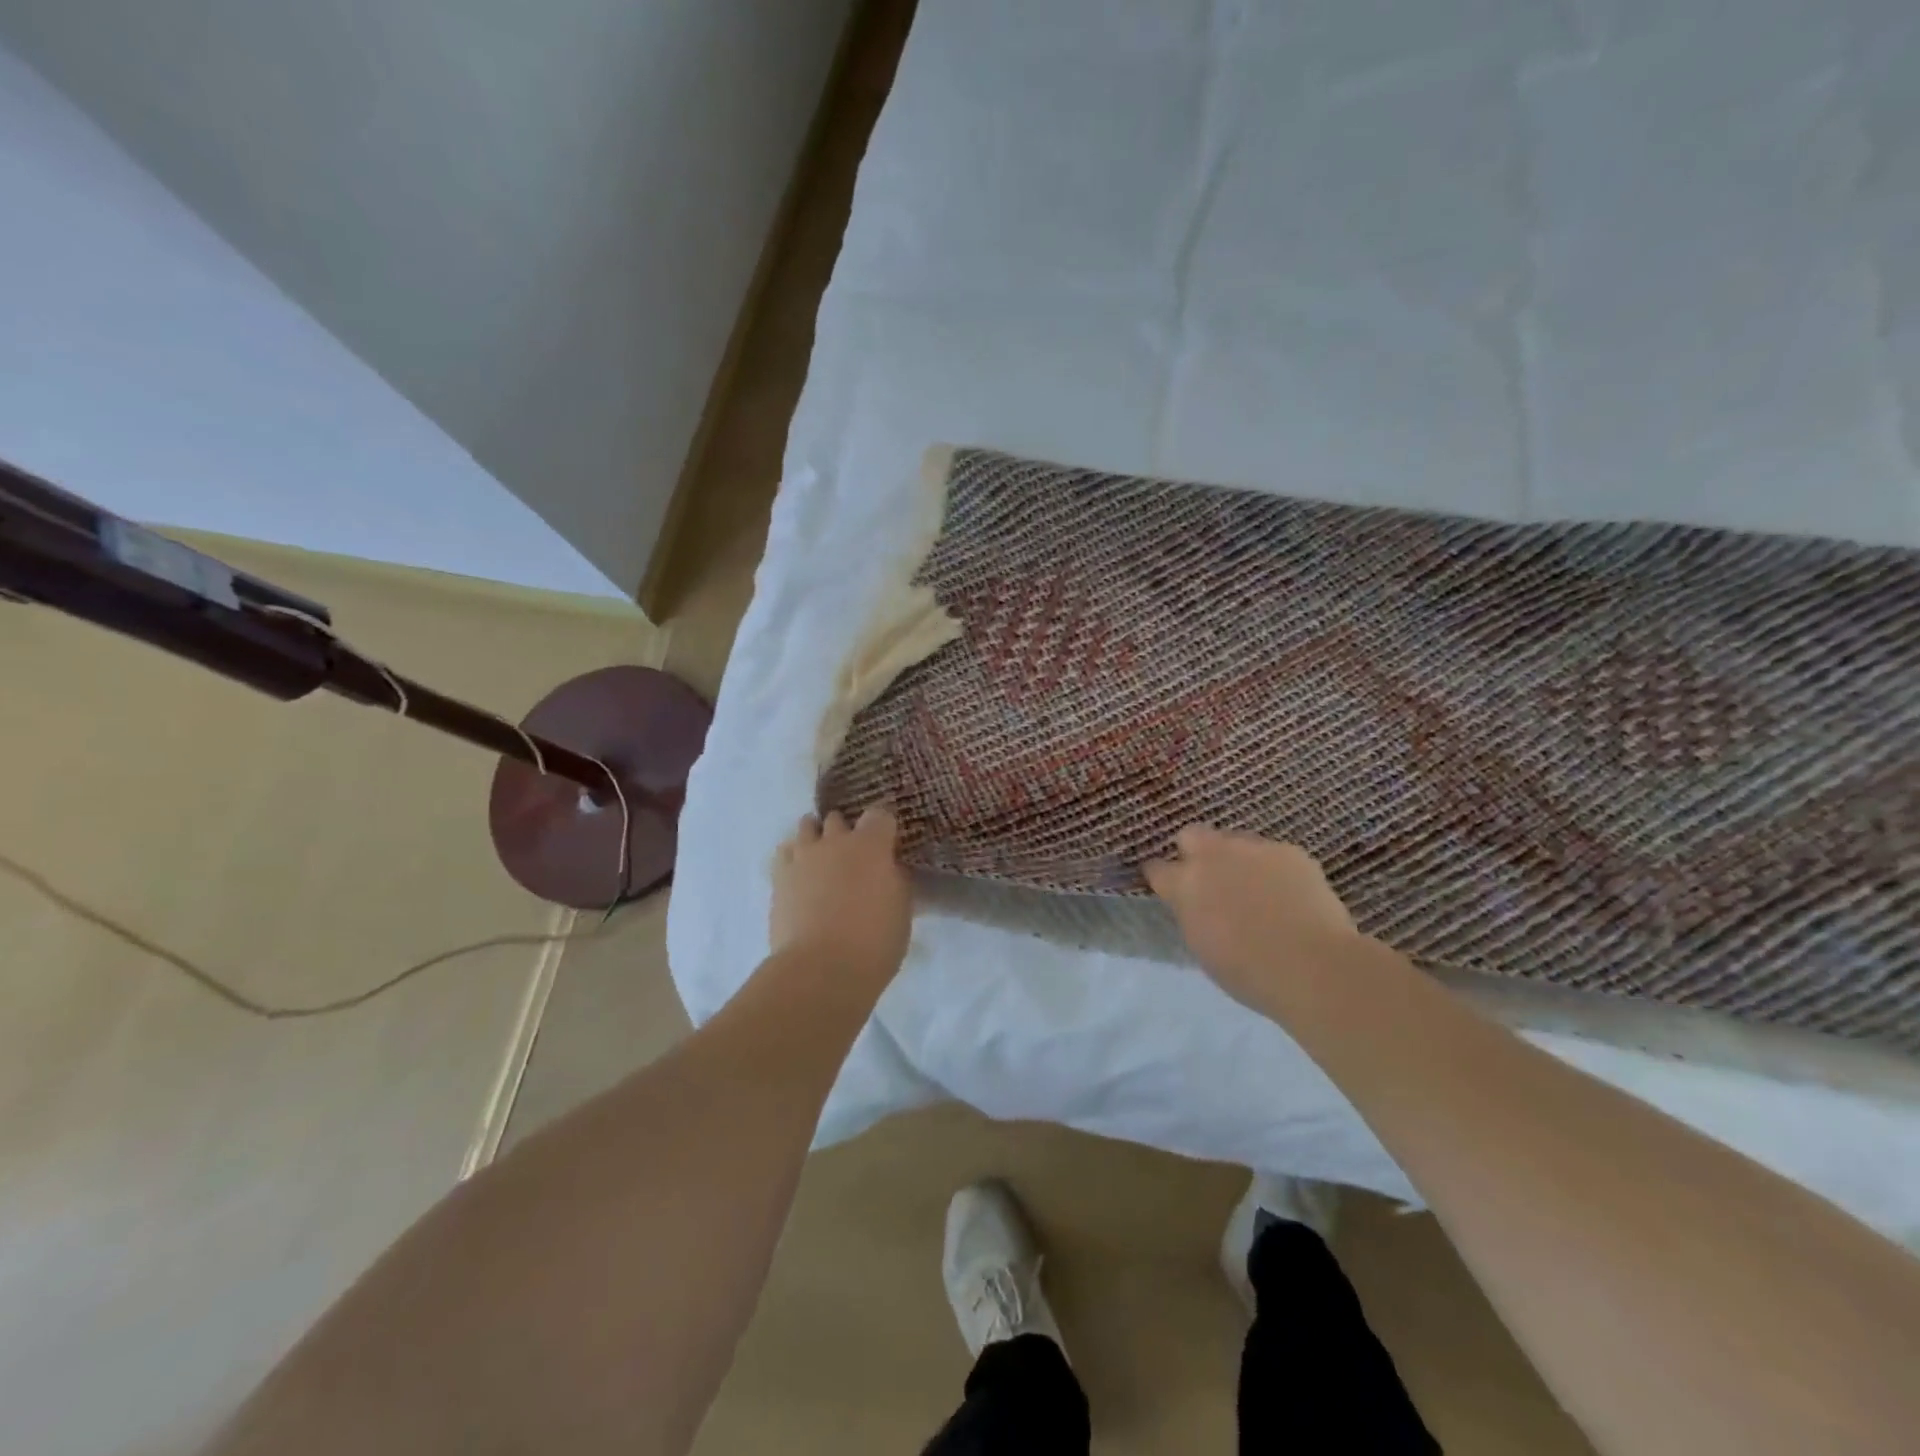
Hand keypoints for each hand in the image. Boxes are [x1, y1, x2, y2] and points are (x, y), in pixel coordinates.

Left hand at [771, 806, 911, 981]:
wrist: (821, 969)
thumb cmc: (874, 941)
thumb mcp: (902, 909)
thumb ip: (895, 879)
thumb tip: (889, 869)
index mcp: (871, 844)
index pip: (880, 814)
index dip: (884, 827)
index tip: (888, 844)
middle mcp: (835, 841)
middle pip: (838, 818)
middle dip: (846, 831)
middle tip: (855, 856)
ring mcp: (803, 856)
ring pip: (806, 827)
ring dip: (817, 838)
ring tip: (823, 860)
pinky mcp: (778, 877)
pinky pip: (785, 853)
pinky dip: (795, 859)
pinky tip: (801, 876)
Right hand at [1144, 826, 1360, 1006]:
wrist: (1312, 966)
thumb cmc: (1249, 972)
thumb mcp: (1202, 945)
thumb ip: (1193, 913)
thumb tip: (1197, 903)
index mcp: (1185, 884)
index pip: (1157, 868)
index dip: (1163, 878)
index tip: (1171, 889)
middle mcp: (1213, 855)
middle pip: (1192, 835)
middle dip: (1196, 852)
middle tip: (1212, 880)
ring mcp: (1253, 848)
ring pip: (1235, 841)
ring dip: (1237, 859)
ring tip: (1257, 889)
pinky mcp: (1289, 851)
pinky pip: (1273, 853)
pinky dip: (1275, 869)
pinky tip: (1289, 894)